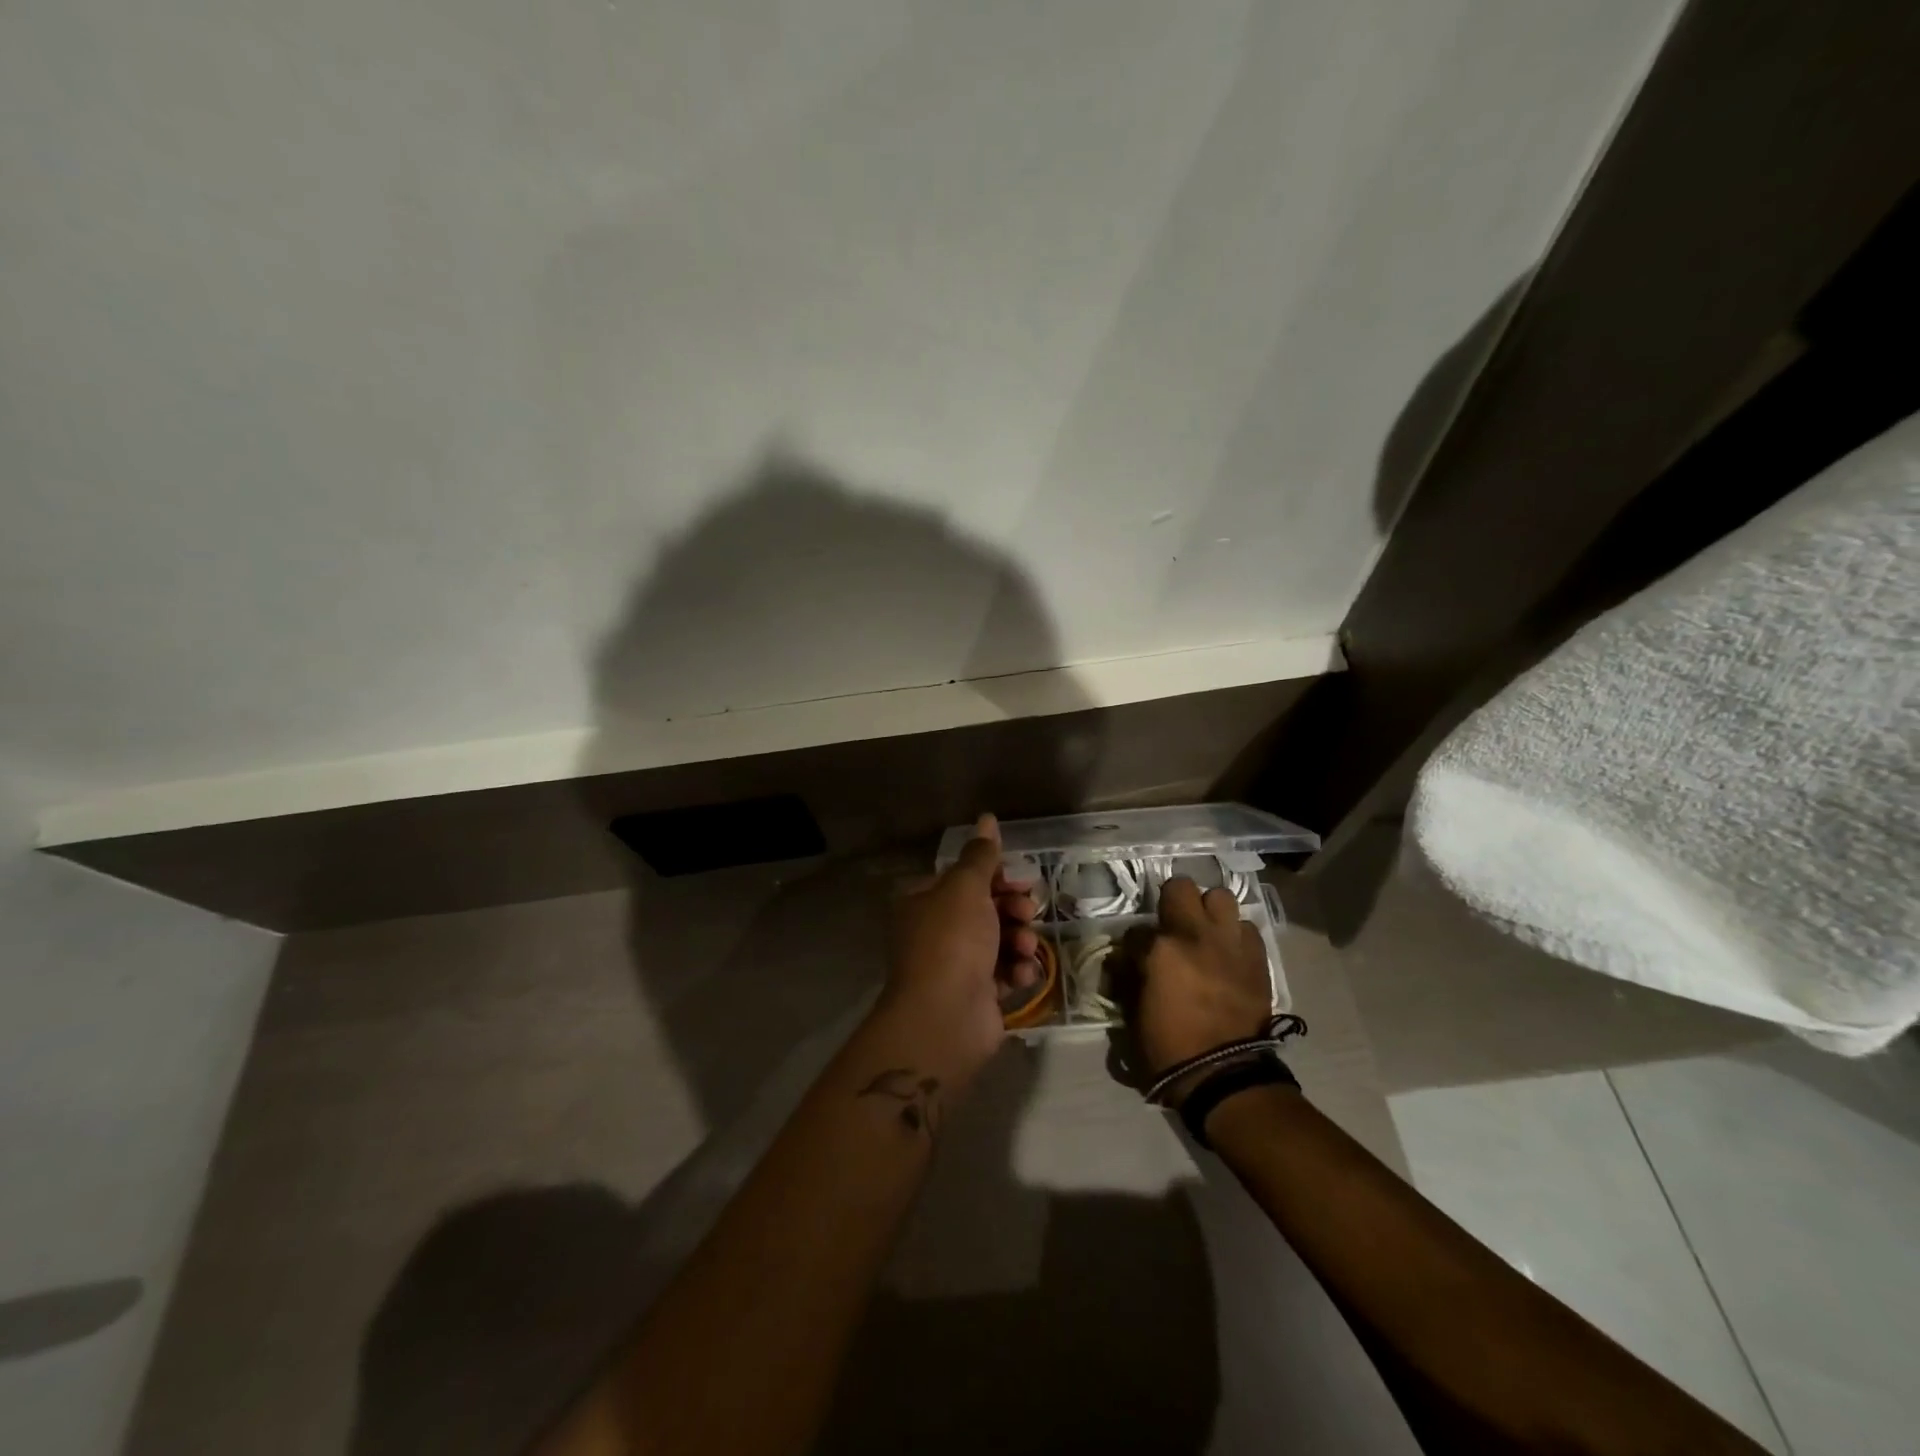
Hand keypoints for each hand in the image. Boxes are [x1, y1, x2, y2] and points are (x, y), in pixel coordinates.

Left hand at [871, 814, 1037, 1090]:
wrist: (944, 1017)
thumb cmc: (952, 941)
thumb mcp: (966, 888)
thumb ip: (980, 855)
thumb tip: (986, 818)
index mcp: (925, 901)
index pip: (964, 878)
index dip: (995, 876)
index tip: (1020, 879)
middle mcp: (937, 930)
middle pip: (985, 908)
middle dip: (1012, 907)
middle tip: (1027, 910)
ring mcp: (956, 964)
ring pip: (999, 940)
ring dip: (1019, 939)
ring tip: (1024, 946)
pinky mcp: (977, 994)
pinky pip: (1004, 972)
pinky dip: (1016, 970)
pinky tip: (1022, 974)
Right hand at [1120, 877, 1271, 1101]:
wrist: (1224, 1074)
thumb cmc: (1170, 1048)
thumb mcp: (1133, 1013)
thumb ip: (1130, 976)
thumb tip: (1127, 960)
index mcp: (1160, 950)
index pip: (1136, 930)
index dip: (1134, 944)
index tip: (1136, 958)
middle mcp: (1195, 935)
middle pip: (1180, 887)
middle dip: (1172, 901)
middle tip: (1171, 925)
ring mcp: (1229, 942)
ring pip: (1221, 897)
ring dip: (1209, 911)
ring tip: (1205, 932)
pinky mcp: (1257, 957)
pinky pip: (1246, 928)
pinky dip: (1235, 935)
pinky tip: (1228, 953)